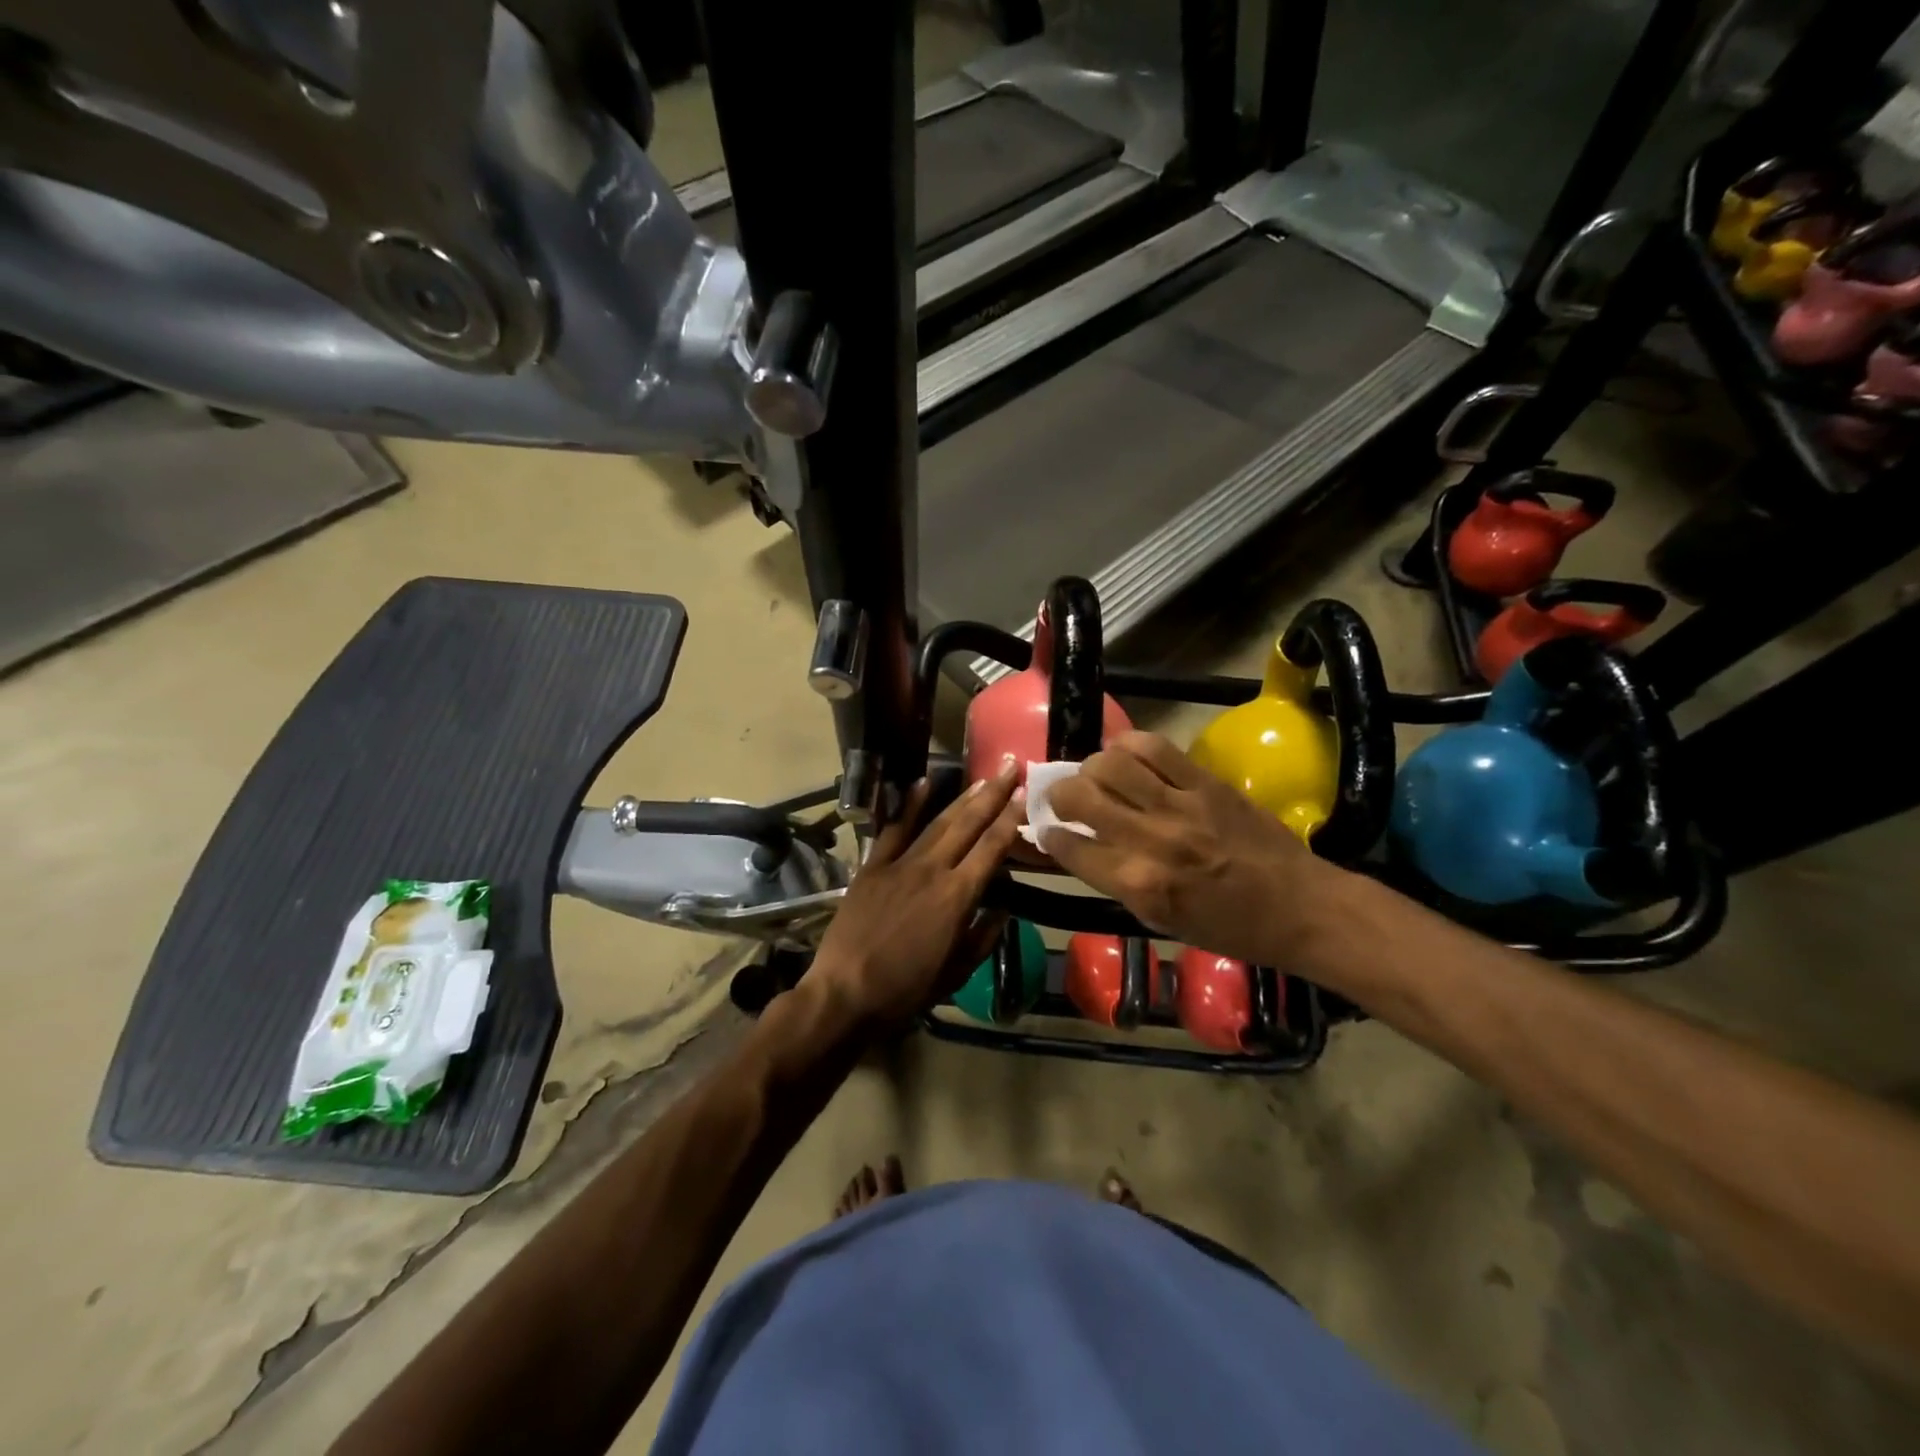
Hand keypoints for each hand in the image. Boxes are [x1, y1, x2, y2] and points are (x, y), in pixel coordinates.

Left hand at [809, 763, 1024, 1026]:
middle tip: (1010, 766)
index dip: (1010, 818)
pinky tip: (923, 783)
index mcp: (958, 897)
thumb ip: (982, 937)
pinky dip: (908, 805)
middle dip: (993, 794)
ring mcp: (900, 864)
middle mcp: (933, 870)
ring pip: (937, 822)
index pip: (992, 848)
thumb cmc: (906, 990)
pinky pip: (893, 829)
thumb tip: (1002, 909)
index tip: (1024, 793)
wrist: (845, 993)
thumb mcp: (956, 972)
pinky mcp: (872, 867)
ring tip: (982, 777)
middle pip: (968, 824)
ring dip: (962, 797)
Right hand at [1044, 730, 1337, 965]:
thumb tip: (1082, 847)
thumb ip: (1117, 881)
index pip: (1071, 847)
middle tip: (1064, 798)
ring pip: (1112, 763)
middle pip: (1081, 796)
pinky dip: (1129, 746)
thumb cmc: (1229, 927)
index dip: (1050, 835)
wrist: (1300, 907)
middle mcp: (1153, 840)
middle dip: (1059, 794)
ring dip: (1091, 766)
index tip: (1047, 830)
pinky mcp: (1206, 782)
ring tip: (1096, 775)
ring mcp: (1181, 806)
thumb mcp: (1162, 920)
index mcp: (1140, 884)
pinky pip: (1155, 748)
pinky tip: (1126, 756)